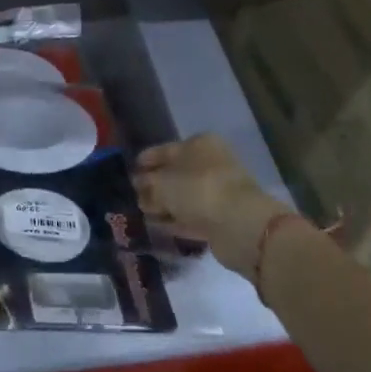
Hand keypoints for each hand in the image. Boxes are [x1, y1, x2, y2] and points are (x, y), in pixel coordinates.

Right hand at [135, 134, 291, 278]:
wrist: (240, 224)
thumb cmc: (197, 190)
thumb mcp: (161, 183)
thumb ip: (146, 183)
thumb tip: (139, 185)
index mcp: (199, 144)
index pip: (165, 149)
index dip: (146, 159)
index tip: (130, 170)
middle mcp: (211, 163)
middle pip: (176, 173)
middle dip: (155, 185)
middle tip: (134, 196)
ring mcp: (218, 191)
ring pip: (184, 196)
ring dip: (165, 205)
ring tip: (143, 214)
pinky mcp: (222, 218)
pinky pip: (193, 217)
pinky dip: (177, 221)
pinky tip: (159, 227)